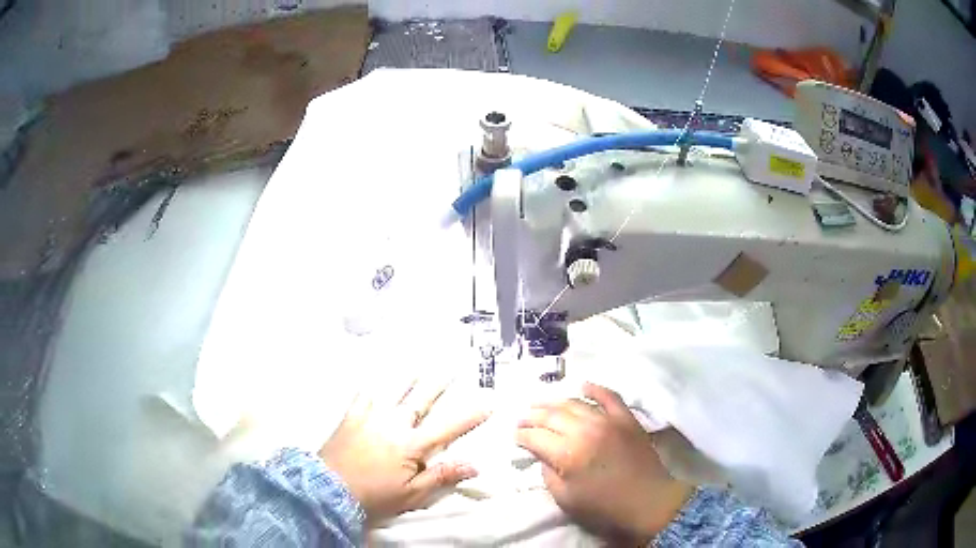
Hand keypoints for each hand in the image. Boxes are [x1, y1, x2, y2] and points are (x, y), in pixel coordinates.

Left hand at [319, 379, 487, 523]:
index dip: (469, 416)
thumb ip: (441, 476)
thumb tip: (474, 464)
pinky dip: (373, 383)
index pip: (447, 428)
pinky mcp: (352, 416)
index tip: (487, 403)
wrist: (330, 490)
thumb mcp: (412, 494)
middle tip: (452, 366)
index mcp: (411, 445)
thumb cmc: (374, 496)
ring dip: (409, 376)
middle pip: (421, 400)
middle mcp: (394, 425)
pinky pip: (364, 394)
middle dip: (438, 383)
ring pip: (393, 391)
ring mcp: (371, 417)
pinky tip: (376, 374)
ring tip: (419, 362)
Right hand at [516, 382, 692, 542]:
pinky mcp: (626, 418)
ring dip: (554, 402)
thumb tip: (543, 456)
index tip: (515, 437)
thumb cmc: (604, 507)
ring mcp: (607, 421)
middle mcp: (585, 430)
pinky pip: (609, 396)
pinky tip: (582, 385)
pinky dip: (595, 388)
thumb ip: (548, 475)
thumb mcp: (566, 499)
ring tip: (541, 403)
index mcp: (567, 454)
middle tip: (522, 418)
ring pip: (575, 403)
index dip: (521, 436)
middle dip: (532, 416)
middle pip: (551, 416)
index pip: (535, 437)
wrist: (648, 501)